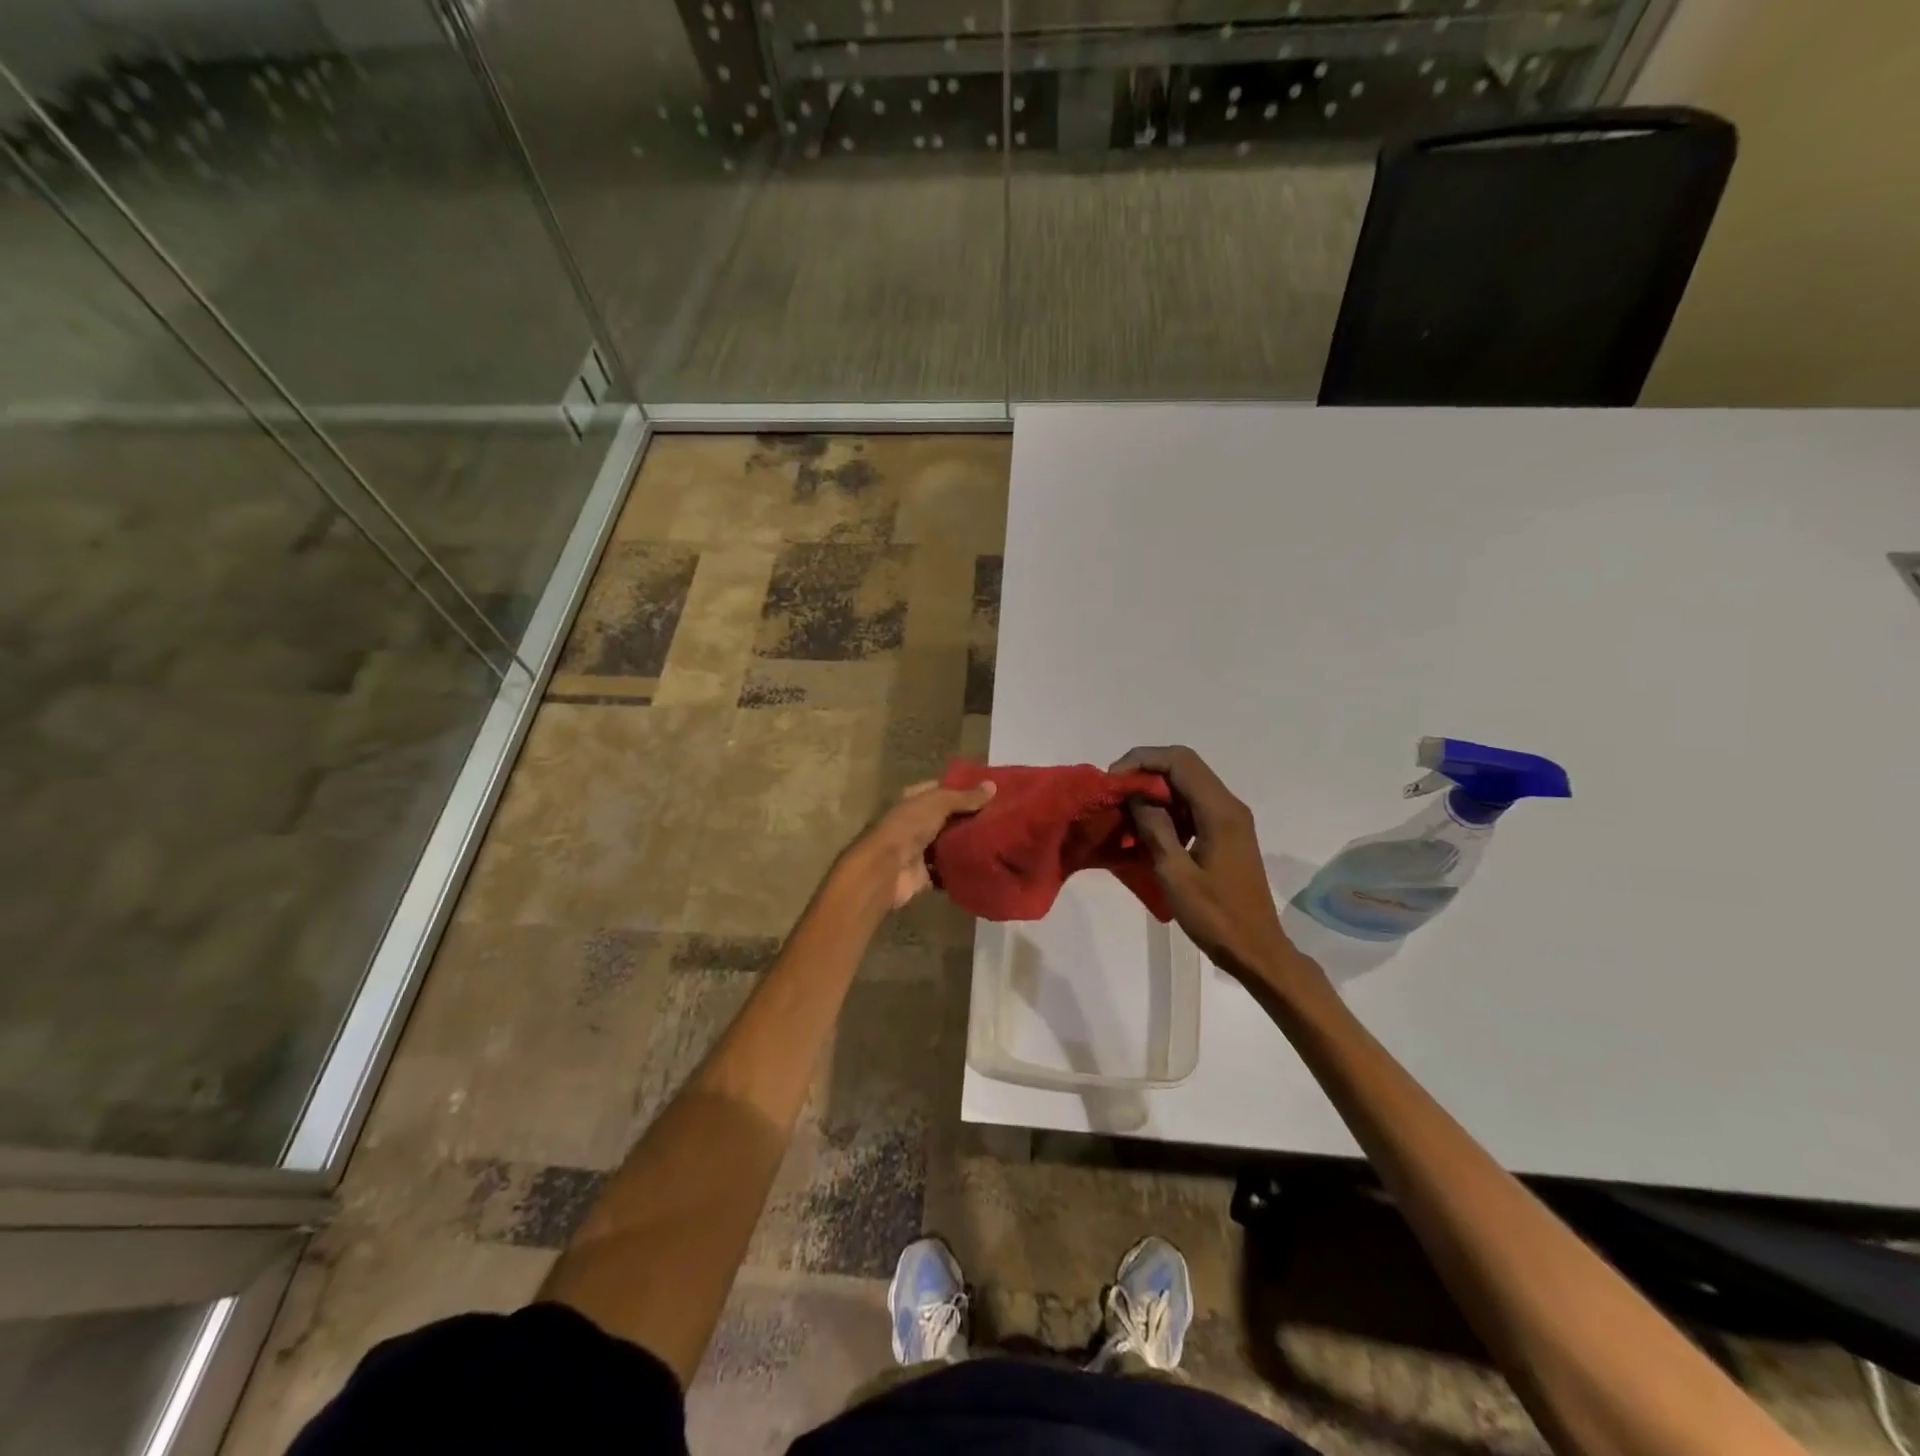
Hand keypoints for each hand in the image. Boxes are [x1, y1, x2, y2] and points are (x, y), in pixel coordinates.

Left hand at [841, 779, 995, 910]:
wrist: (886, 869)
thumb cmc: (908, 826)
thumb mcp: (938, 803)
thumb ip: (965, 797)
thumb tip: (993, 786)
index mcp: (913, 800)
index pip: (941, 789)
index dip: (963, 788)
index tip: (990, 791)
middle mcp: (916, 822)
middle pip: (948, 818)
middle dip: (971, 818)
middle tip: (1002, 817)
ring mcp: (920, 849)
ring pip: (950, 845)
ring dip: (969, 845)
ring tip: (1001, 840)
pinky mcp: (926, 875)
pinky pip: (949, 871)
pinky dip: (963, 870)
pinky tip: (986, 865)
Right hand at [1110, 746, 1318, 992]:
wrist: (1256, 950)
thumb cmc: (1215, 916)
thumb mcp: (1175, 874)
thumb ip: (1154, 828)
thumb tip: (1135, 795)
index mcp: (1219, 811)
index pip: (1179, 761)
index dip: (1142, 760)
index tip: (1114, 781)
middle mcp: (1229, 806)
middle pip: (1184, 766)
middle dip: (1146, 771)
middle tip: (1116, 793)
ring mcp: (1231, 819)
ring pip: (1188, 784)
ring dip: (1156, 790)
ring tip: (1126, 812)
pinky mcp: (1227, 833)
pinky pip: (1194, 805)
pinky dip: (1168, 808)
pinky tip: (1148, 831)